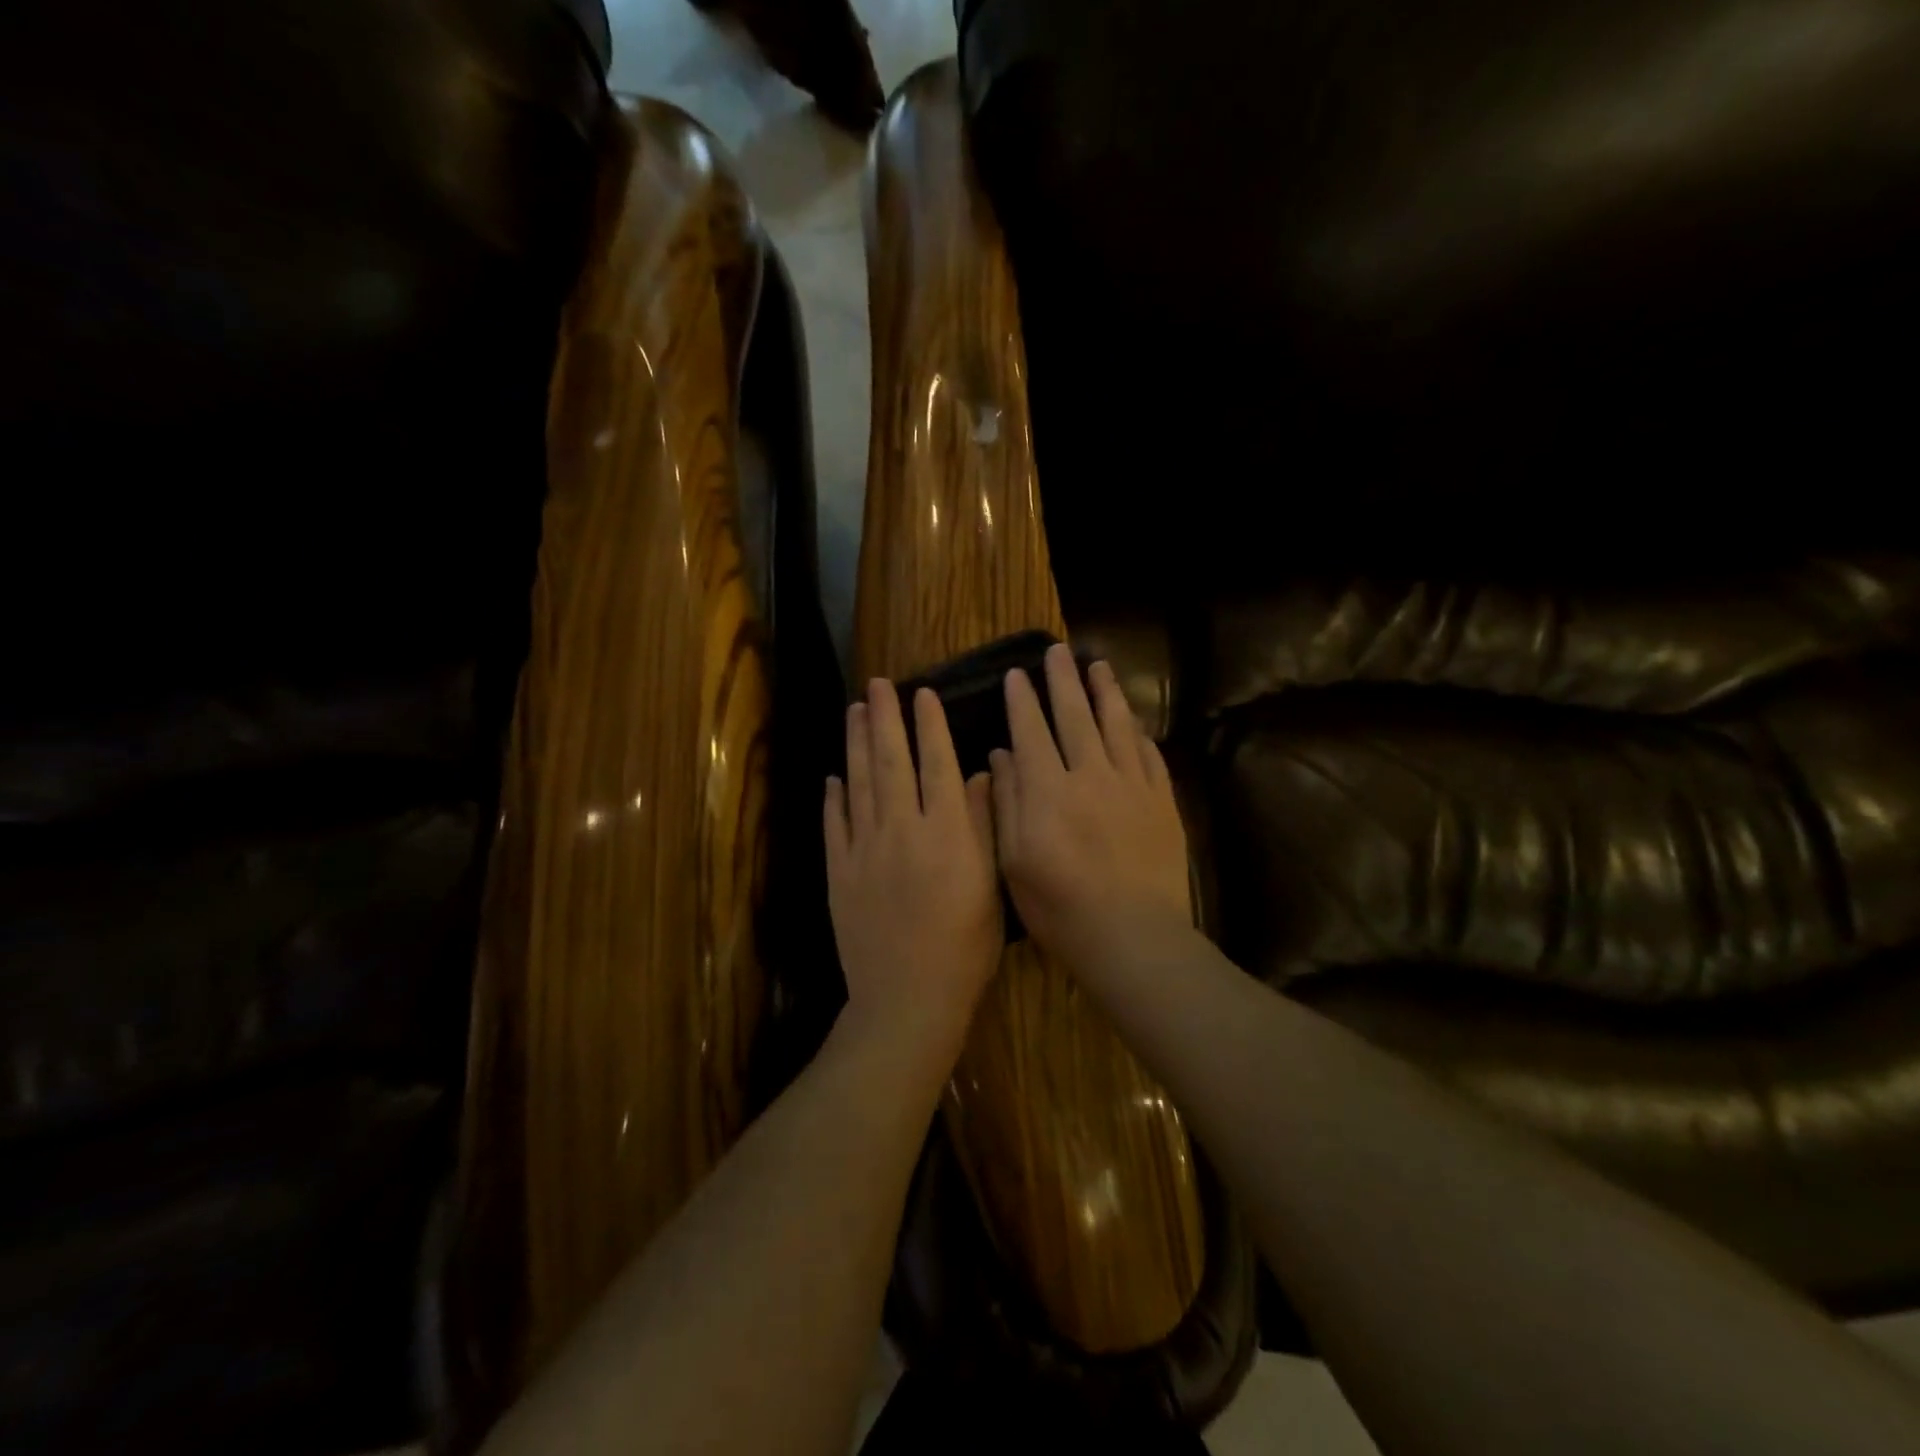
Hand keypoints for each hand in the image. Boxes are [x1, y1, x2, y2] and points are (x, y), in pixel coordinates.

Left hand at [825, 678, 1001, 1053]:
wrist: (907, 998)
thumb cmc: (965, 948)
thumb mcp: (991, 886)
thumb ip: (984, 826)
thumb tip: (981, 774)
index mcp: (947, 832)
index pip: (937, 765)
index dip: (930, 727)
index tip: (923, 694)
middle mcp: (902, 830)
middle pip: (891, 763)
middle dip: (885, 719)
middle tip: (877, 685)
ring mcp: (864, 849)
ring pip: (859, 784)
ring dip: (856, 744)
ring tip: (854, 711)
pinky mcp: (839, 872)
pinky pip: (835, 824)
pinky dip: (834, 797)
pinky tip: (834, 777)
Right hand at [989, 644, 1191, 975]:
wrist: (1132, 936)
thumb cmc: (1060, 907)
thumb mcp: (1012, 861)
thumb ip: (1007, 802)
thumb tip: (1002, 754)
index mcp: (1048, 790)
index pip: (1031, 731)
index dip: (1022, 700)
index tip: (1016, 674)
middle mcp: (1090, 775)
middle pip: (1074, 716)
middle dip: (1062, 681)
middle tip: (1056, 652)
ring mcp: (1132, 786)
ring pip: (1117, 726)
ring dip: (1105, 693)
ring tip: (1098, 666)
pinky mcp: (1162, 802)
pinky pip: (1150, 755)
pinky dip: (1138, 733)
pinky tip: (1133, 722)